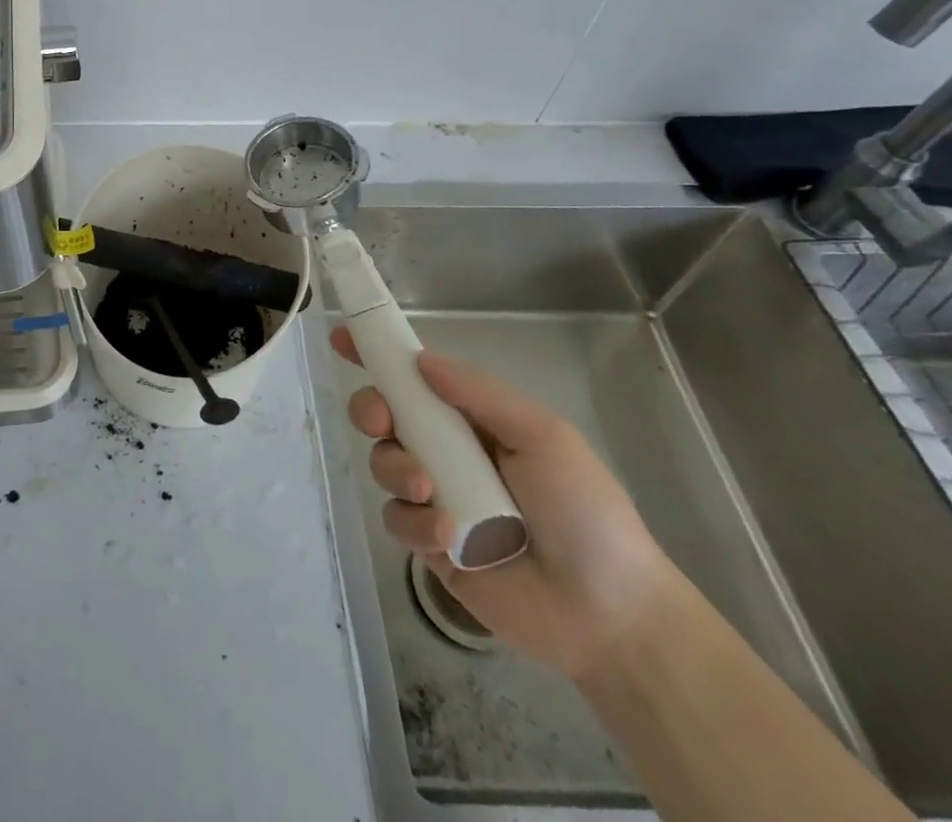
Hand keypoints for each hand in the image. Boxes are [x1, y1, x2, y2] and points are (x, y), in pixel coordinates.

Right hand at [332, 328, 684, 680]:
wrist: (609, 613)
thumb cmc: (584, 510)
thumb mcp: (542, 435)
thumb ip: (480, 393)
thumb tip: (420, 360)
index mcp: (474, 420)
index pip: (417, 378)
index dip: (379, 356)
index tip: (342, 337)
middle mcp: (448, 451)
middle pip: (386, 415)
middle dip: (371, 409)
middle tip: (380, 421)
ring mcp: (436, 497)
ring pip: (383, 463)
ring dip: (396, 468)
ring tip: (428, 491)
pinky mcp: (429, 543)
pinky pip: (396, 518)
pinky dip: (415, 522)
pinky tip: (447, 535)